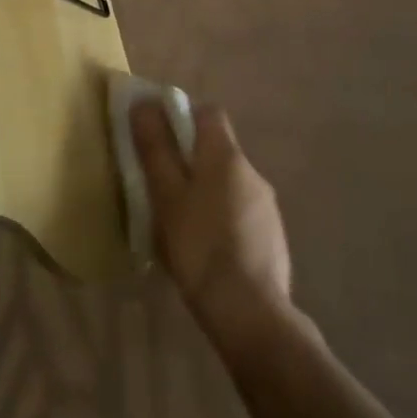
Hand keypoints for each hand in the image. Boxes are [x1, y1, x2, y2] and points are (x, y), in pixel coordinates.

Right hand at [133, 102, 293, 346]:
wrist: (250, 314)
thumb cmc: (200, 245)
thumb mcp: (166, 194)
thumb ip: (155, 147)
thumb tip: (144, 103)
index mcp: (226, 155)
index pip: (208, 112)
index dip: (182, 117)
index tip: (159, 139)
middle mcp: (252, 172)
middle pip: (217, 149)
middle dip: (189, 159)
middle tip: (161, 186)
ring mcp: (267, 207)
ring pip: (228, 183)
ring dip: (205, 192)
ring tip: (179, 223)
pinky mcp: (272, 239)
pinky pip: (239, 213)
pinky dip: (220, 219)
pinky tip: (204, 250)